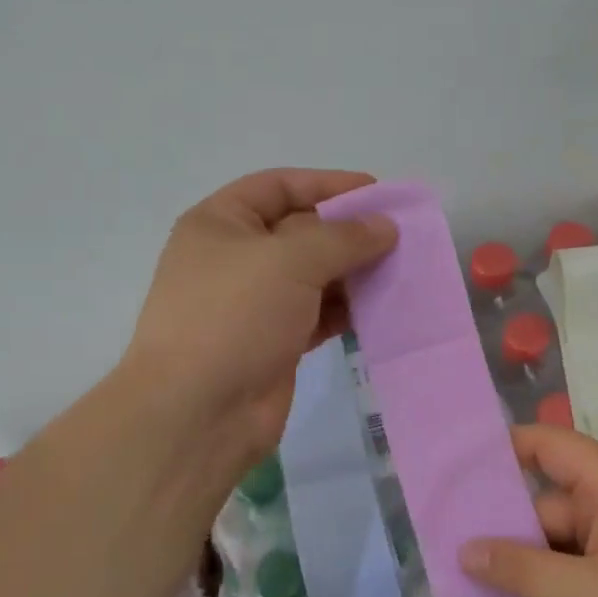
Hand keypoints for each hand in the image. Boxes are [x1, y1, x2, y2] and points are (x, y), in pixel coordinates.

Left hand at [123, 169, 396, 463]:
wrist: (199, 412)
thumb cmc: (235, 316)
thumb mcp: (289, 260)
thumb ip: (342, 237)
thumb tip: (384, 227)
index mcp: (220, 224)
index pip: (279, 186)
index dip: (328, 184)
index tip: (377, 192)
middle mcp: (235, 258)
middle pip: (300, 231)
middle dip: (347, 232)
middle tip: (398, 236)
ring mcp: (253, 303)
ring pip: (312, 275)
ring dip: (352, 272)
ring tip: (398, 271)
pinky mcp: (273, 342)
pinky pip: (317, 313)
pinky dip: (346, 309)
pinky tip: (379, 308)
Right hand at [459, 425, 597, 596]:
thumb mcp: (584, 594)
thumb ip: (520, 570)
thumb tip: (465, 549)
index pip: (546, 444)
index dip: (501, 450)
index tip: (454, 470)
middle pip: (549, 501)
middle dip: (504, 528)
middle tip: (448, 552)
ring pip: (564, 544)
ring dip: (528, 567)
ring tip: (473, 590)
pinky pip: (584, 574)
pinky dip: (555, 589)